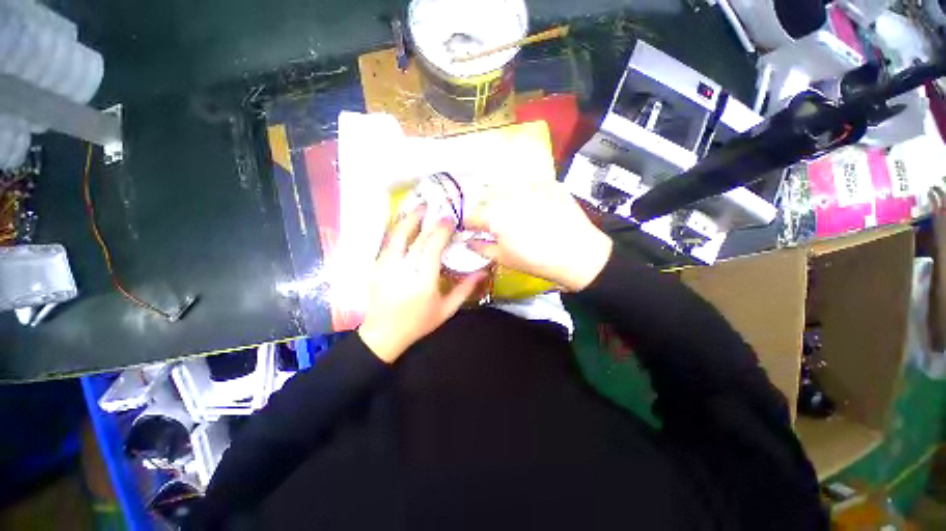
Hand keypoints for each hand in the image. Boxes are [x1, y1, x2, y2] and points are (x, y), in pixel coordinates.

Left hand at [358, 207, 483, 363]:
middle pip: (416, 241)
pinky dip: (397, 231)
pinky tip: (405, 224)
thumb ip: (465, 289)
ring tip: (419, 208)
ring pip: (397, 238)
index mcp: (423, 284)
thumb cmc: (419, 323)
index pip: (431, 250)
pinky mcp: (376, 268)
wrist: (384, 334)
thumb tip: (482, 271)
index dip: (440, 232)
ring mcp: (385, 269)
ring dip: (408, 220)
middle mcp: (402, 273)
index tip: (449, 220)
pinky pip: (388, 244)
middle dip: (428, 223)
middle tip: (438, 211)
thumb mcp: (446, 309)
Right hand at [467, 180, 612, 291]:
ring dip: (504, 200)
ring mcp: (530, 186)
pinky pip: (529, 186)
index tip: (473, 230)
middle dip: (486, 211)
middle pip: (486, 199)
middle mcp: (508, 195)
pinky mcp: (548, 183)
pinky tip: (535, 208)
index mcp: (494, 215)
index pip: (472, 216)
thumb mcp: (504, 258)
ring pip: (507, 189)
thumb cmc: (536, 260)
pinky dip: (526, 195)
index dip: (470, 225)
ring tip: (515, 214)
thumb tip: (467, 242)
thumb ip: (481, 248)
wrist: (579, 254)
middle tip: (495, 224)